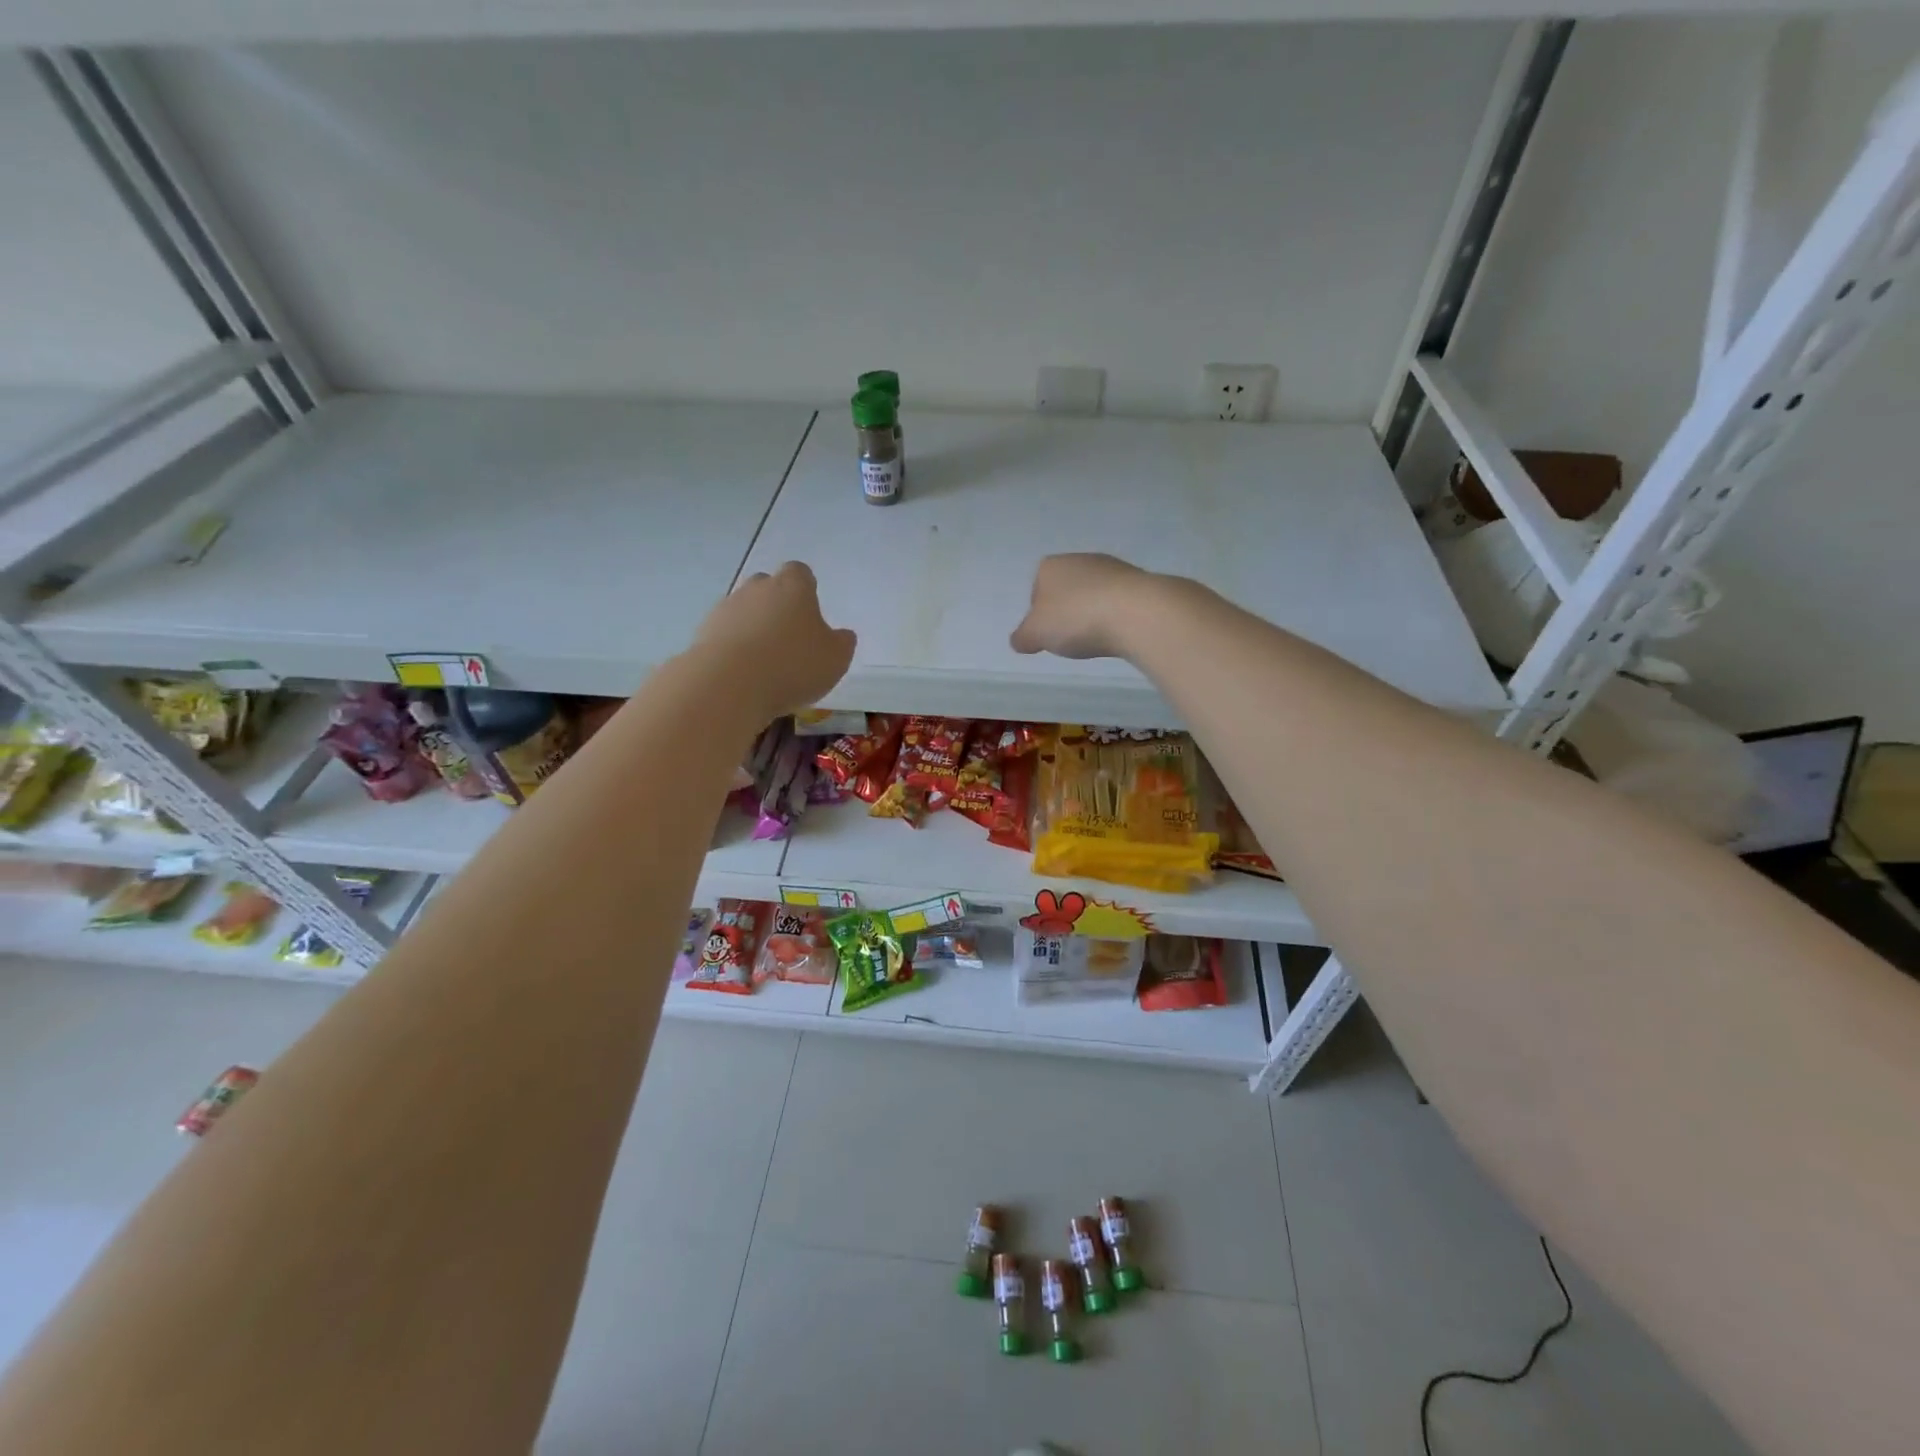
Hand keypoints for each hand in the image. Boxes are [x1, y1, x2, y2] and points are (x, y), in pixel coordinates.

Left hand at [696, 562, 856, 720]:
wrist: (728, 684)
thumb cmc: (792, 665)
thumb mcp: (835, 659)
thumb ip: (842, 643)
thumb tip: (842, 635)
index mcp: (793, 587)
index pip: (800, 573)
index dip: (806, 589)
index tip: (811, 611)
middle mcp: (757, 589)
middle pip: (768, 587)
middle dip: (777, 606)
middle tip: (789, 637)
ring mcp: (726, 609)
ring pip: (744, 611)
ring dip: (754, 629)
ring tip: (765, 663)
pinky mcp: (703, 633)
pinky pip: (725, 635)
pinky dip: (734, 648)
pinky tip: (744, 674)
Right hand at [1010, 553, 1154, 660]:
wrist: (1136, 612)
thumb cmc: (1076, 618)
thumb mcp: (1036, 634)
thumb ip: (1023, 637)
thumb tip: (1018, 640)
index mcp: (1050, 566)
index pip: (1037, 588)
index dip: (1039, 613)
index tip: (1047, 634)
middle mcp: (1081, 559)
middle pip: (1067, 589)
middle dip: (1068, 611)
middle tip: (1071, 637)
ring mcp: (1113, 567)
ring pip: (1094, 593)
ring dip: (1093, 613)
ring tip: (1097, 638)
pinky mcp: (1140, 581)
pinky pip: (1119, 601)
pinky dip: (1116, 616)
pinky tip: (1119, 632)